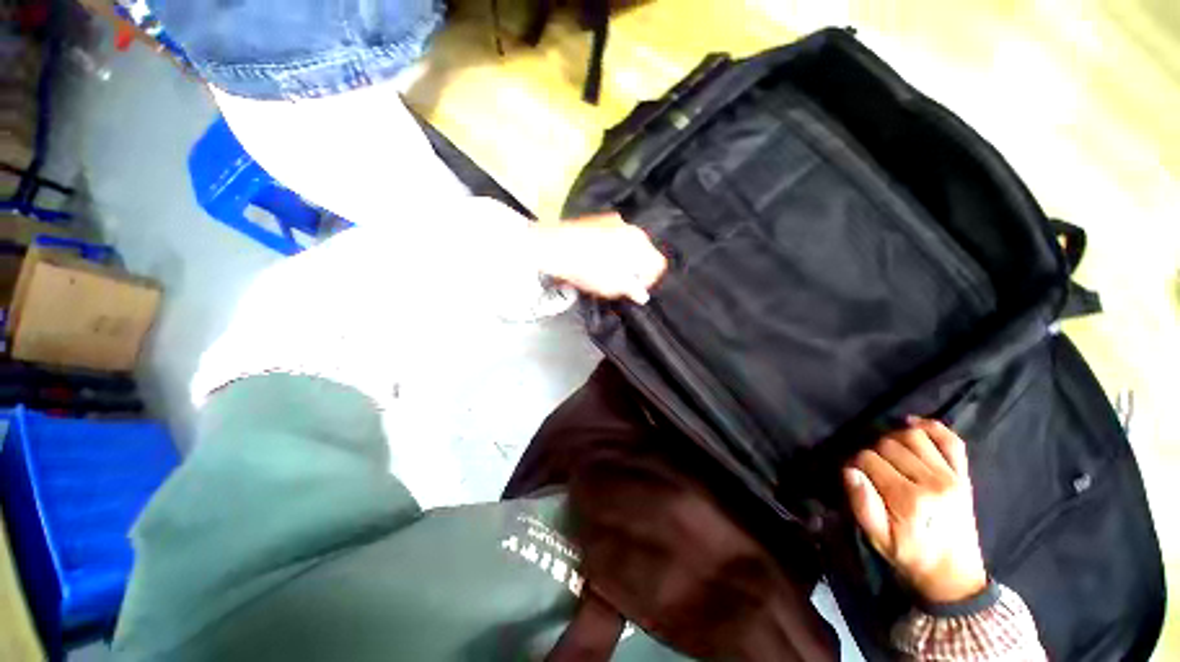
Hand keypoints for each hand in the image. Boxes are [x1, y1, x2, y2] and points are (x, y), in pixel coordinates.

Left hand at [531, 213, 666, 303]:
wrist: (556, 247)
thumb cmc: (588, 269)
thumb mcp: (613, 286)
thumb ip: (632, 290)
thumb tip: (642, 295)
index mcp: (640, 246)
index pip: (658, 265)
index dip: (649, 281)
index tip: (635, 290)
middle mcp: (633, 229)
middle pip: (645, 252)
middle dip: (637, 268)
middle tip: (622, 281)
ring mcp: (616, 221)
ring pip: (630, 243)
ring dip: (625, 257)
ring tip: (608, 269)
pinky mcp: (601, 219)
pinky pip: (616, 235)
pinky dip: (613, 247)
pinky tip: (598, 256)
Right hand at [843, 417, 987, 603]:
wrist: (953, 575)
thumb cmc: (910, 556)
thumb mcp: (878, 539)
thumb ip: (861, 504)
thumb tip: (849, 471)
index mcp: (908, 499)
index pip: (868, 459)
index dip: (854, 463)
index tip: (854, 475)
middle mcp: (931, 481)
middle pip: (889, 444)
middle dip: (872, 450)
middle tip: (870, 467)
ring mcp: (951, 476)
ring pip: (914, 436)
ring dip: (894, 437)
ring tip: (887, 452)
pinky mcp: (963, 475)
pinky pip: (950, 440)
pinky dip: (932, 427)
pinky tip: (912, 424)